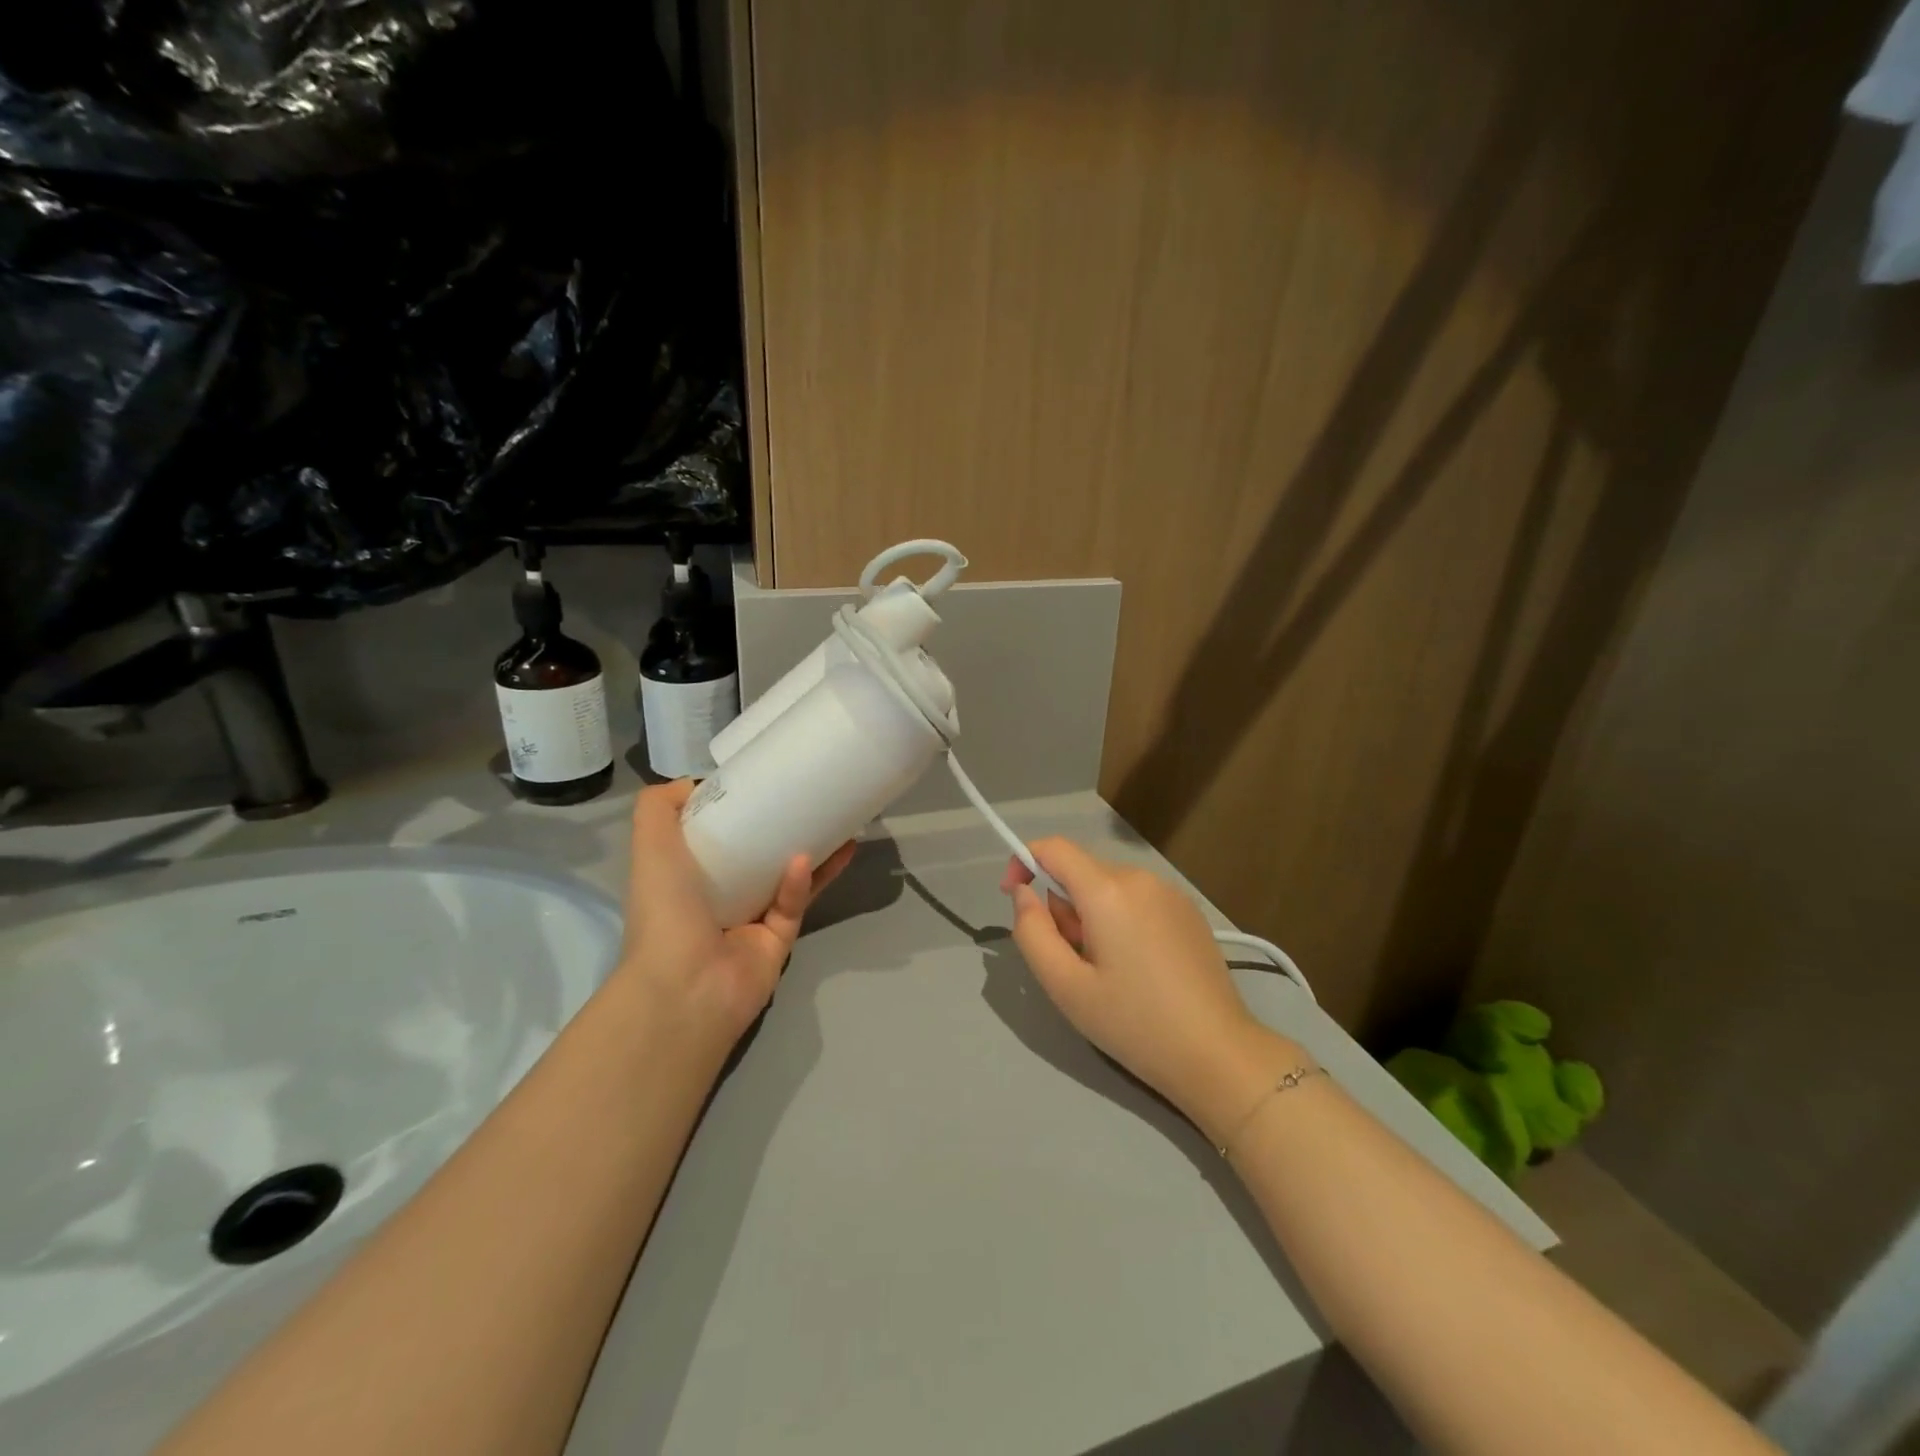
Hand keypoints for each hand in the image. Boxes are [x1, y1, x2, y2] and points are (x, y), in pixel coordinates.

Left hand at [618, 780, 854, 1044]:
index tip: (761, 782)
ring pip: (786, 879)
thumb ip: (658, 808)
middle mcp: (718, 897)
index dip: (735, 810)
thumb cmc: (666, 912)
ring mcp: (750, 921)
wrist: (684, 988)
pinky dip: (800, 883)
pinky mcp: (778, 941)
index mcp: (686, 876)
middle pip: (756, 855)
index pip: (714, 837)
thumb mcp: (649, 847)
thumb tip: (692, 783)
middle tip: (812, 798)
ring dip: (810, 852)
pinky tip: (811, 858)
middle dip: (782, 828)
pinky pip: (794, 906)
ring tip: (839, 823)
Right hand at [1003, 838, 1298, 1139]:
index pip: (1054, 847)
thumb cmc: (1134, 1022)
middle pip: (1081, 872)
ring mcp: (1170, 892)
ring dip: (1092, 916)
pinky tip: (1139, 968)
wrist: (1217, 1053)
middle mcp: (1140, 877)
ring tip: (1108, 971)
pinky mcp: (1189, 911)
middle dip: (1063, 906)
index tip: (1015, 899)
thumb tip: (1024, 892)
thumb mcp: (1065, 986)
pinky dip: (1121, 920)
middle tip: (1073, 962)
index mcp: (1107, 890)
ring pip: (1108, 887)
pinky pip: (1137, 899)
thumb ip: (1032, 931)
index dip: (1024, 862)